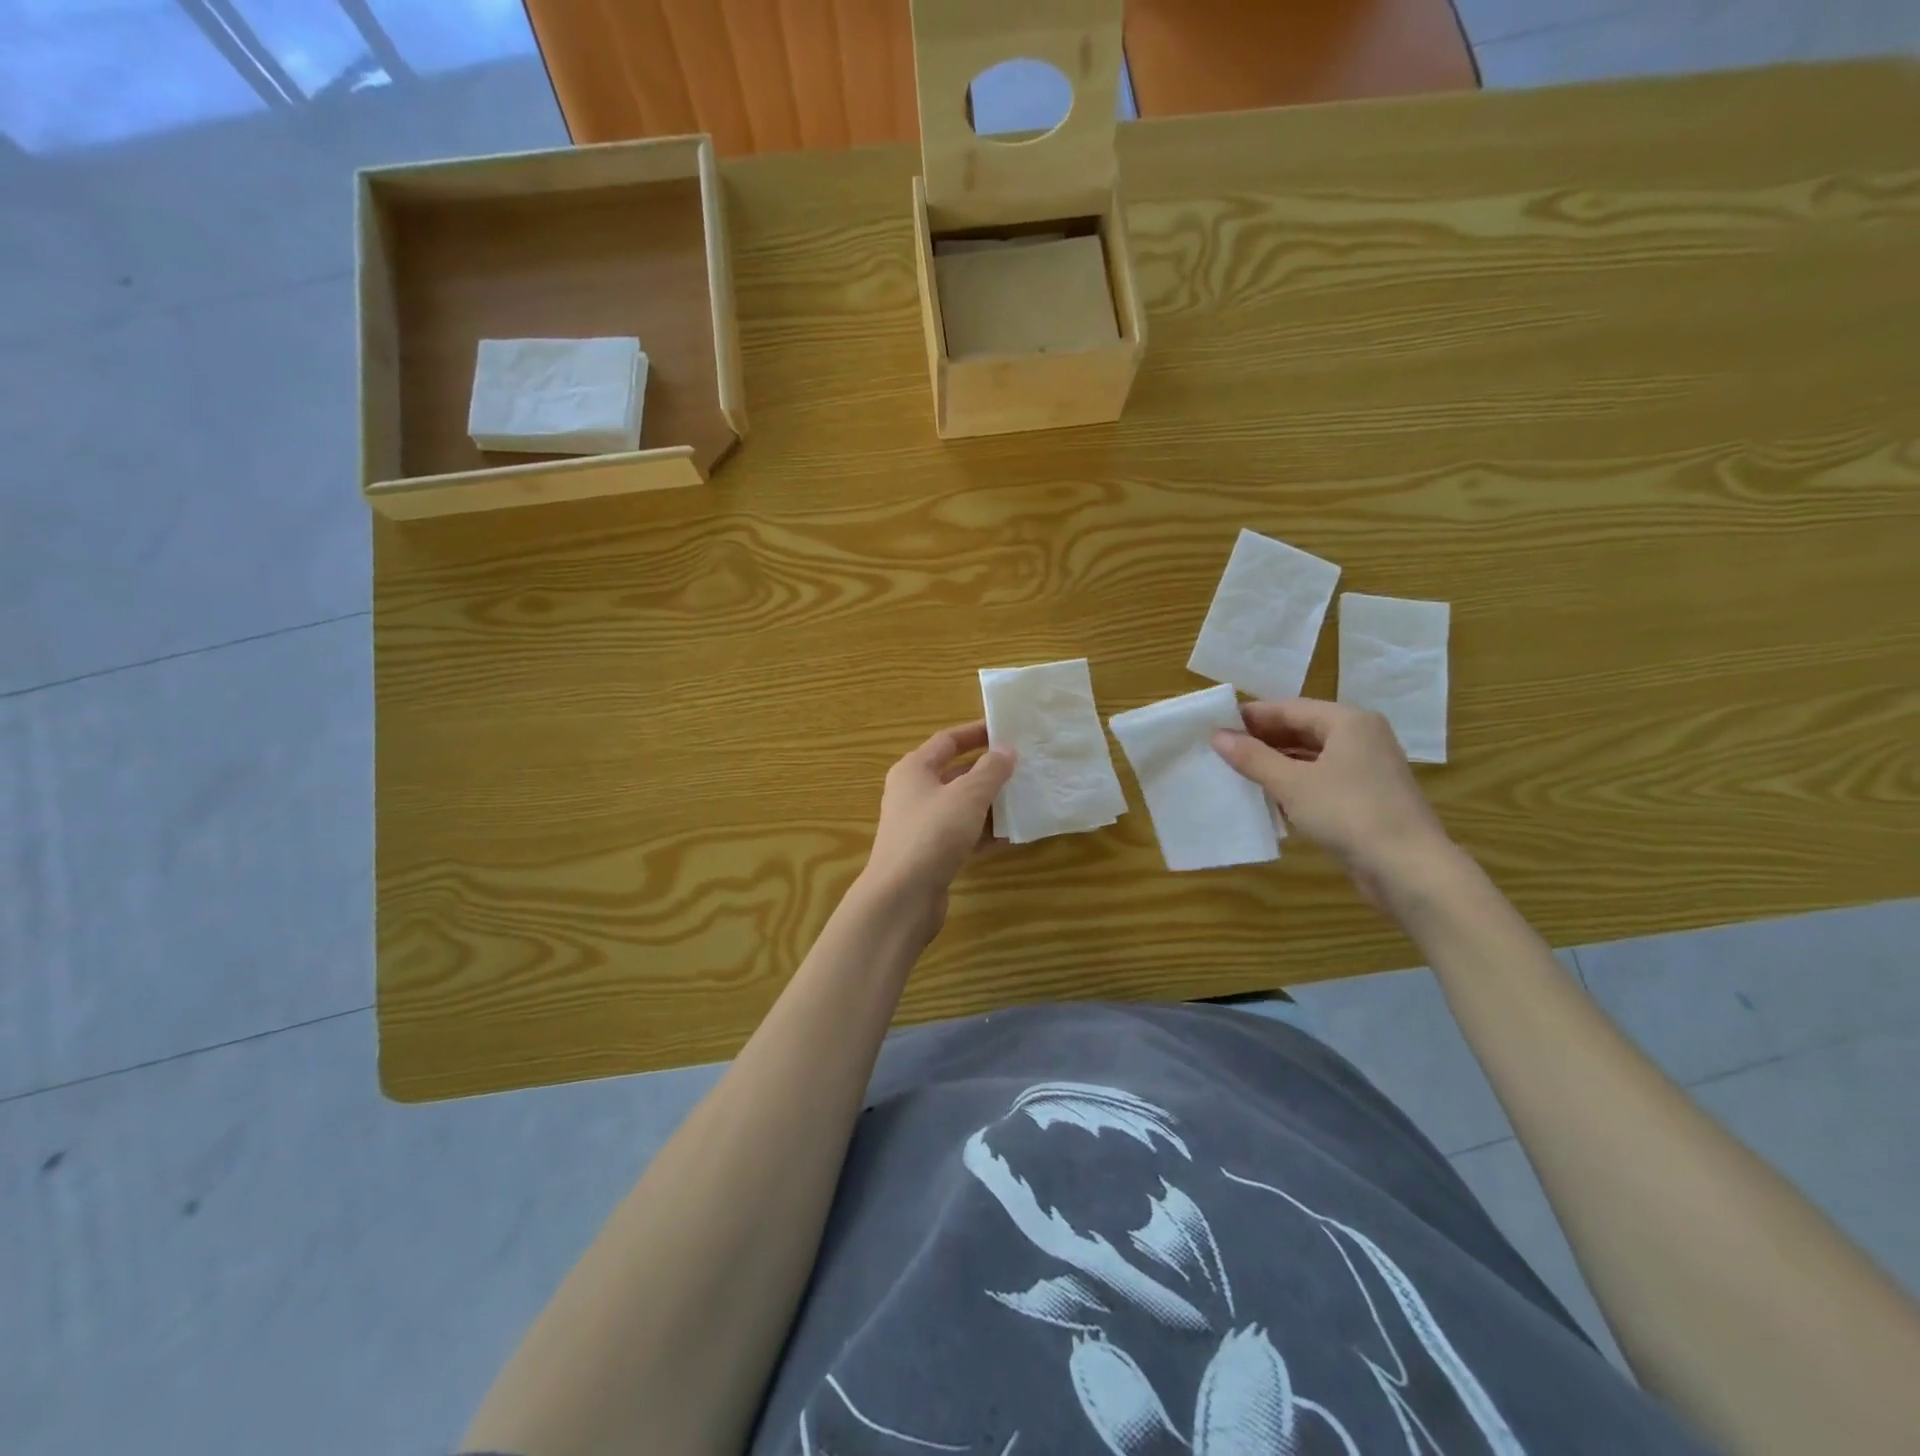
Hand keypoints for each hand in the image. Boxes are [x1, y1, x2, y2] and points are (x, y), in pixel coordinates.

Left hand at [862, 721, 1015, 923]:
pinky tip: (1012, 834)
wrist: (902, 896)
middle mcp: (914, 793)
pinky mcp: (931, 854)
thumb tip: (1006, 751)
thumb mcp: (967, 795)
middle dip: (988, 770)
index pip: (947, 740)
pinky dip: (984, 832)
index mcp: (914, 769)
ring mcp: (921, 825)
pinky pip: (962, 834)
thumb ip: (990, 771)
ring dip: (990, 802)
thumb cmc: (933, 833)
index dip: (976, 733)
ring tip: (1025, 797)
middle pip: (955, 773)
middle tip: (1024, 766)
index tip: (1006, 730)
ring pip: (961, 806)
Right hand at [1211, 698, 1454, 907]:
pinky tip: (1270, 797)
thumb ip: (1253, 757)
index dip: (1252, 717)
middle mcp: (1362, 737)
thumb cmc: (1348, 813)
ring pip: (1312, 756)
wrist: (1408, 868)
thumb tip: (1217, 736)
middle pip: (1302, 729)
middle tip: (1222, 751)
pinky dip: (1296, 783)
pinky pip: (1323, 778)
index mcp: (1348, 722)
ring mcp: (1368, 768)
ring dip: (1277, 763)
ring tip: (1239, 773)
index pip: (1289, 708)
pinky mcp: (1368, 796)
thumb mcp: (1291, 783)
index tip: (1216, 726)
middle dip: (1263, 740)